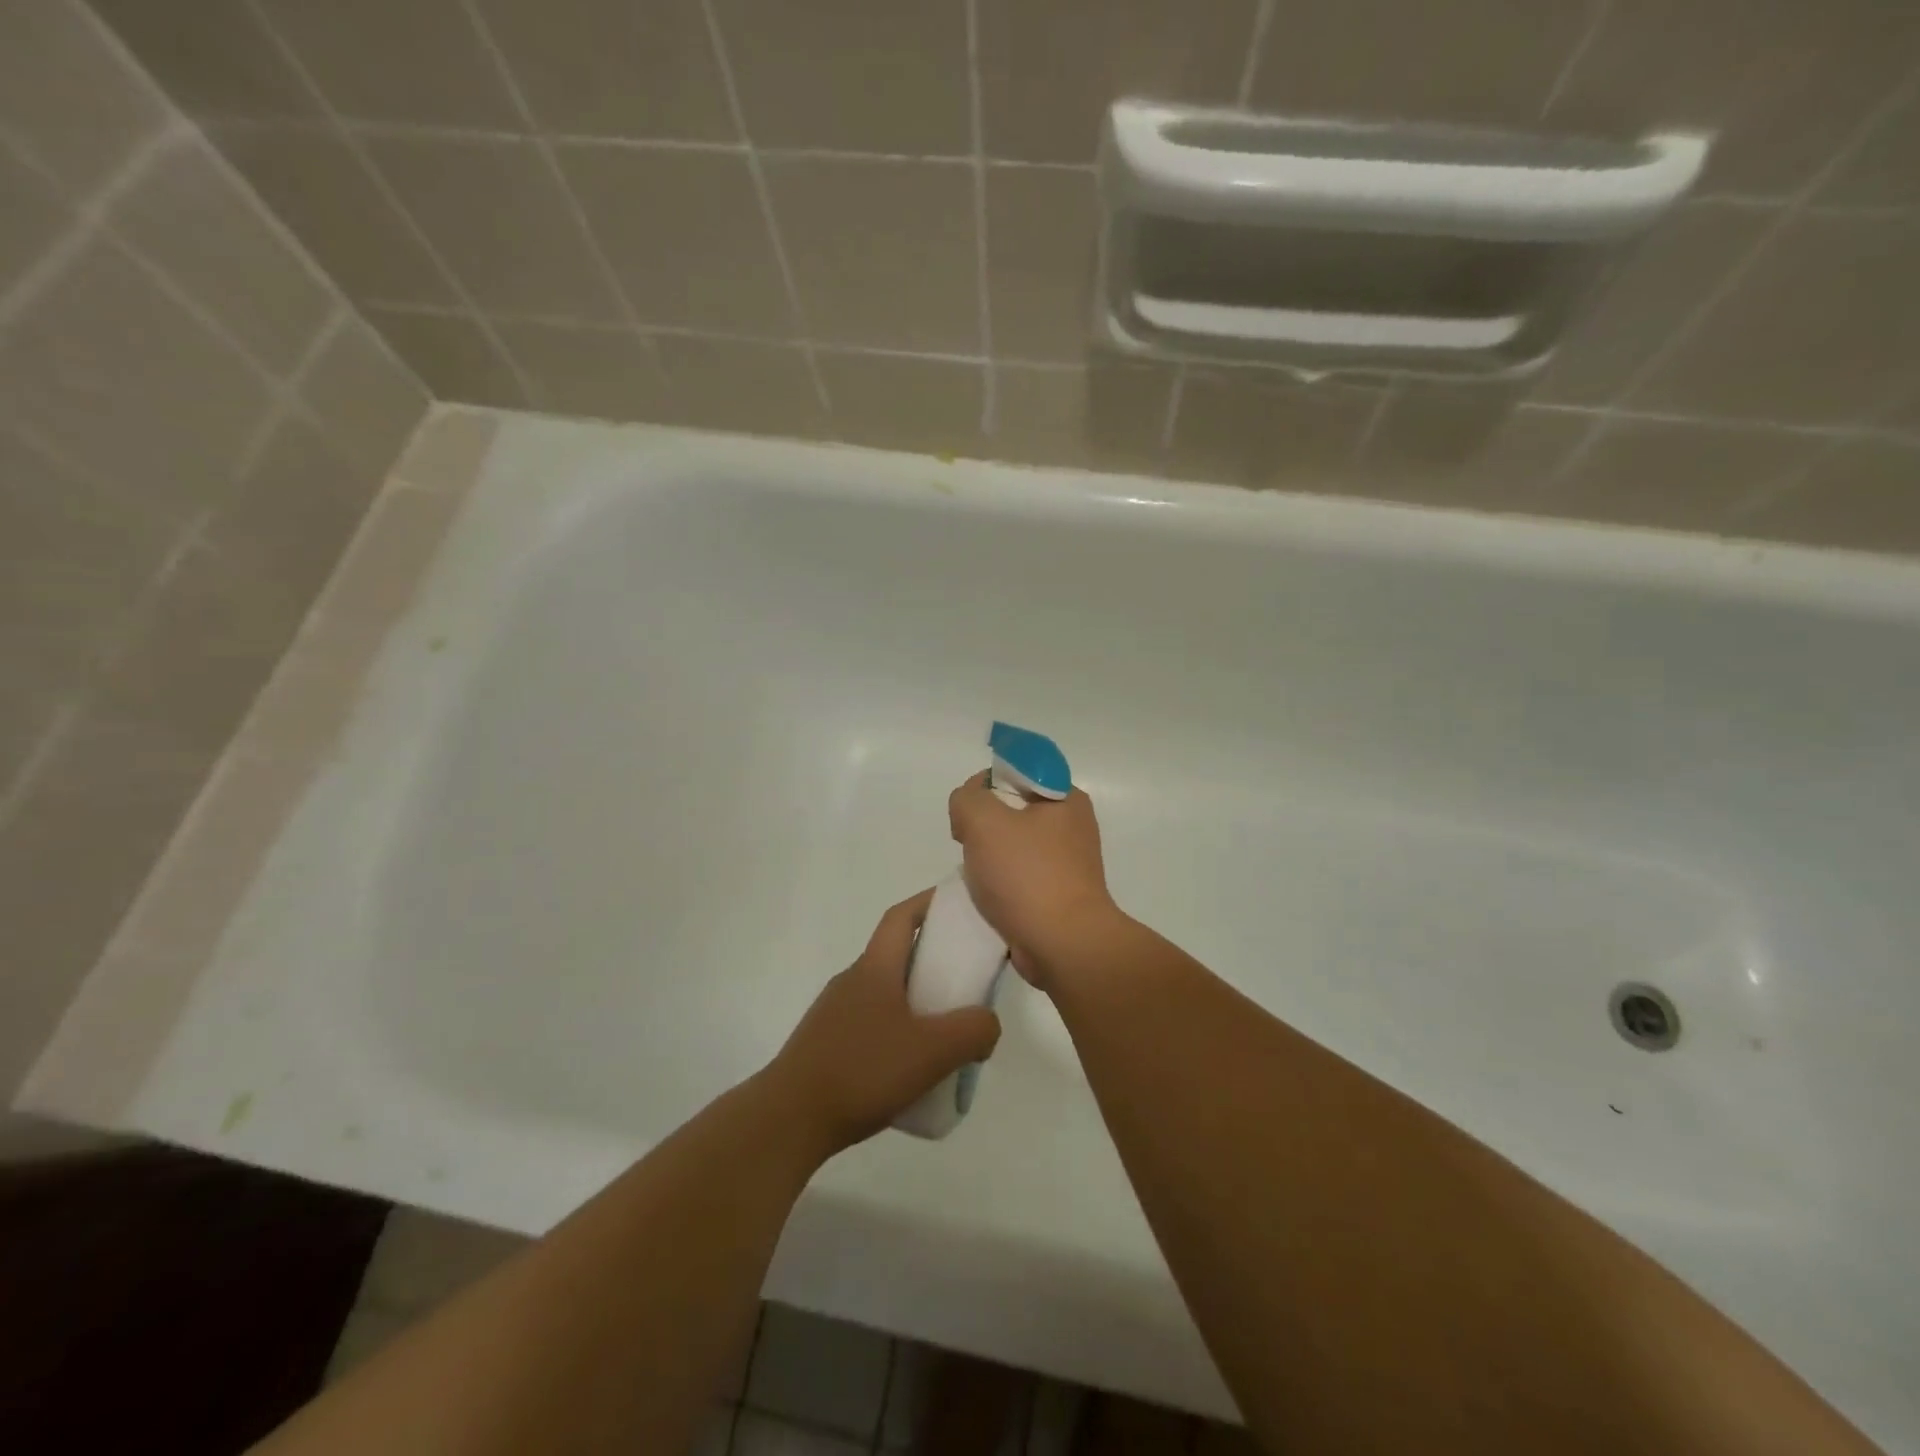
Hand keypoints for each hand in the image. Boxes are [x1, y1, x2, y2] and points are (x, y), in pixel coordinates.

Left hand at [768, 890, 1001, 1155]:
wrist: (789, 1119)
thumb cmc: (863, 1070)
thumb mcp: (933, 1051)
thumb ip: (973, 1030)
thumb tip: (986, 1024)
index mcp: (875, 968)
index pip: (901, 917)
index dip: (929, 902)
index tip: (957, 902)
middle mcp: (853, 980)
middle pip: (897, 954)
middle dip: (932, 959)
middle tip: (966, 981)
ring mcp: (835, 1012)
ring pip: (885, 993)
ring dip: (916, 1000)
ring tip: (944, 1033)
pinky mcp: (827, 1044)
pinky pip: (871, 1023)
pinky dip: (897, 1030)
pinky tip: (910, 1067)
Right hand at [947, 772, 1120, 987]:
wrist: (1063, 946)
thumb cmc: (1027, 876)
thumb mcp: (984, 821)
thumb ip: (967, 798)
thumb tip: (969, 806)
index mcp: (1066, 798)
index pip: (1018, 770)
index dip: (986, 783)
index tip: (970, 810)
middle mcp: (1072, 825)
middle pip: (1012, 807)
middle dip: (983, 823)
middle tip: (967, 843)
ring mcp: (1067, 862)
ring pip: (1013, 844)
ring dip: (988, 856)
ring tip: (978, 875)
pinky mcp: (1058, 894)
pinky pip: (1019, 876)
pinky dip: (1000, 883)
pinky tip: (987, 897)